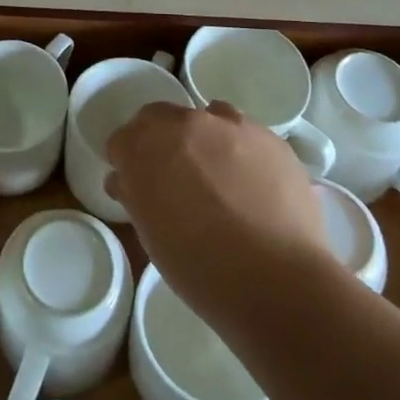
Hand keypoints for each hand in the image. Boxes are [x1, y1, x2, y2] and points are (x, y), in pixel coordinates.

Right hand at [105, 101, 333, 323]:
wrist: (277, 282)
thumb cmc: (200, 268)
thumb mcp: (151, 236)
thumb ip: (136, 196)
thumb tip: (126, 180)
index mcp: (143, 147)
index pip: (122, 140)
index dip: (128, 162)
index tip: (138, 185)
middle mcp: (182, 123)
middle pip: (159, 118)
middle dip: (161, 142)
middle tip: (176, 178)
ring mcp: (228, 125)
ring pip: (206, 119)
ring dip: (204, 141)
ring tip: (220, 180)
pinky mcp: (268, 136)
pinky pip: (245, 134)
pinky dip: (241, 151)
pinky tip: (253, 186)